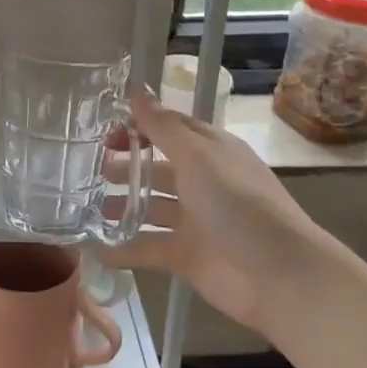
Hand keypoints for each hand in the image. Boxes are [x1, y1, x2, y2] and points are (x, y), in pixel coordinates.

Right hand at [104, 89, 328, 336]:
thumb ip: (163, 127)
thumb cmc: (238, 203)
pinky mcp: (187, 257)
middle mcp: (201, 182)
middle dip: (124, 166)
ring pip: (150, 208)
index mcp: (209, 151)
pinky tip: (96, 248)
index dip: (139, 126)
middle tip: (88, 169)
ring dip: (121, 205)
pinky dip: (124, 249)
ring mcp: (194, 221)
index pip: (169, 129)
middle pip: (156, 169)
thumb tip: (137, 92)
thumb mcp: (198, 157)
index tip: (103, 130)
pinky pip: (149, 248)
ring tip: (86, 207)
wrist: (280, 275)